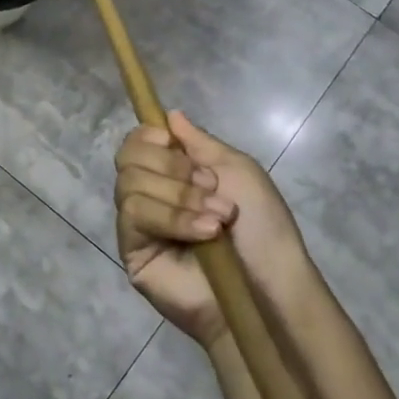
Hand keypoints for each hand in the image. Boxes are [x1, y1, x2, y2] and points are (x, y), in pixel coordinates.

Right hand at [114, 111, 316, 345]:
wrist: (271, 283)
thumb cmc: (262, 226)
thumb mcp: (236, 169)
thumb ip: (199, 142)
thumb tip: (169, 115)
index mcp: (171, 175)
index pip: (135, 144)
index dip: (146, 137)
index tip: (169, 141)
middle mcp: (150, 196)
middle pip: (127, 159)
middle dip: (173, 168)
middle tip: (212, 188)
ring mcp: (138, 226)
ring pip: (130, 185)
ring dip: (179, 196)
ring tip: (217, 218)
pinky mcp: (132, 252)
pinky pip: (134, 215)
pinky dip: (171, 217)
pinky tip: (204, 233)